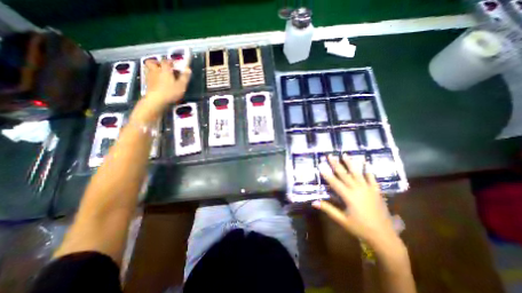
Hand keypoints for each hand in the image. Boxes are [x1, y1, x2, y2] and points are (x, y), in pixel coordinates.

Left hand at [143, 58, 191, 104]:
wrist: (157, 100)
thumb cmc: (171, 92)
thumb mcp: (181, 85)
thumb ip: (185, 77)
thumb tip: (188, 69)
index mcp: (165, 70)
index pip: (166, 61)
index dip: (170, 61)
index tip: (174, 64)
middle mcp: (155, 71)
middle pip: (152, 62)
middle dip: (157, 62)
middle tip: (162, 67)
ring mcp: (150, 77)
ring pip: (148, 68)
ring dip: (153, 69)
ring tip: (159, 73)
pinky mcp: (147, 84)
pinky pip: (148, 76)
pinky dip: (152, 77)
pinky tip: (157, 82)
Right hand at [312, 155, 400, 250]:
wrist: (384, 236)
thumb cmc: (360, 228)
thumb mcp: (342, 220)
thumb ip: (328, 209)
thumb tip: (313, 202)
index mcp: (348, 196)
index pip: (334, 182)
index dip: (326, 174)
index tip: (320, 165)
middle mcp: (358, 189)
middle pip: (344, 174)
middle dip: (336, 164)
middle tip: (330, 155)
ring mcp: (368, 189)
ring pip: (357, 173)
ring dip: (350, 163)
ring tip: (345, 154)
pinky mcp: (376, 191)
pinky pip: (372, 178)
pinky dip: (368, 170)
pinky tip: (366, 162)